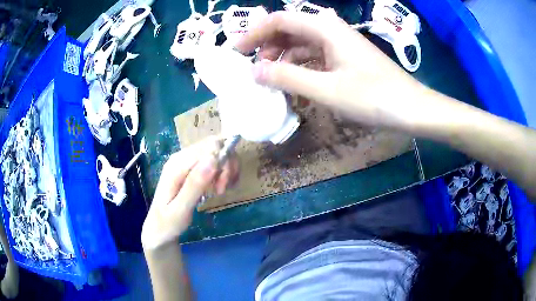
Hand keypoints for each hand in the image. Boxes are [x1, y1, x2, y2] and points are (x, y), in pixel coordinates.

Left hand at [141, 136, 238, 249]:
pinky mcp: (192, 166)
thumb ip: (195, 184)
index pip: (210, 147)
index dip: (223, 164)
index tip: (220, 189)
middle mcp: (181, 156)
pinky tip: (220, 186)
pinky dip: (223, 171)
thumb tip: (213, 159)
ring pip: (217, 150)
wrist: (159, 229)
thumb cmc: (168, 223)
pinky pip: (214, 159)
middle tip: (222, 189)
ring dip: (226, 169)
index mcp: (177, 165)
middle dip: (227, 165)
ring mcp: (186, 160)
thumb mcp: (180, 209)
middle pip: (215, 145)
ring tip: (221, 190)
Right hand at [235, 11, 428, 128]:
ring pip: (301, 44)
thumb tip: (254, 71)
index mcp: (325, 28)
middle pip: (289, 30)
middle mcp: (330, 30)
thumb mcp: (327, 89)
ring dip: (284, 59)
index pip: (279, 20)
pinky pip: (315, 57)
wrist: (411, 109)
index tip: (237, 52)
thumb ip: (288, 77)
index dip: (254, 33)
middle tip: (255, 70)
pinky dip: (300, 68)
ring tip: (272, 80)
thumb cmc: (373, 97)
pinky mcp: (345, 58)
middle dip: (268, 47)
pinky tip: (296, 84)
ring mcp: (339, 44)